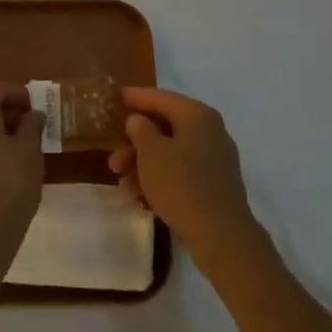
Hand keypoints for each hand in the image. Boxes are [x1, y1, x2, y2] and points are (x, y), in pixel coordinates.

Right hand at [109, 88, 262, 268]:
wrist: (221, 235)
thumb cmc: (181, 184)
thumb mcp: (150, 152)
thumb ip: (140, 129)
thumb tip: (139, 120)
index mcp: (197, 115)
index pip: (160, 97)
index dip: (135, 97)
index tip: (114, 96)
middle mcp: (210, 131)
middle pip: (165, 126)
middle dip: (135, 140)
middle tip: (111, 152)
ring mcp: (214, 158)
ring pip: (171, 151)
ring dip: (143, 162)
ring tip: (121, 180)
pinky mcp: (214, 184)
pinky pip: (181, 170)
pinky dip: (159, 176)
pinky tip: (138, 194)